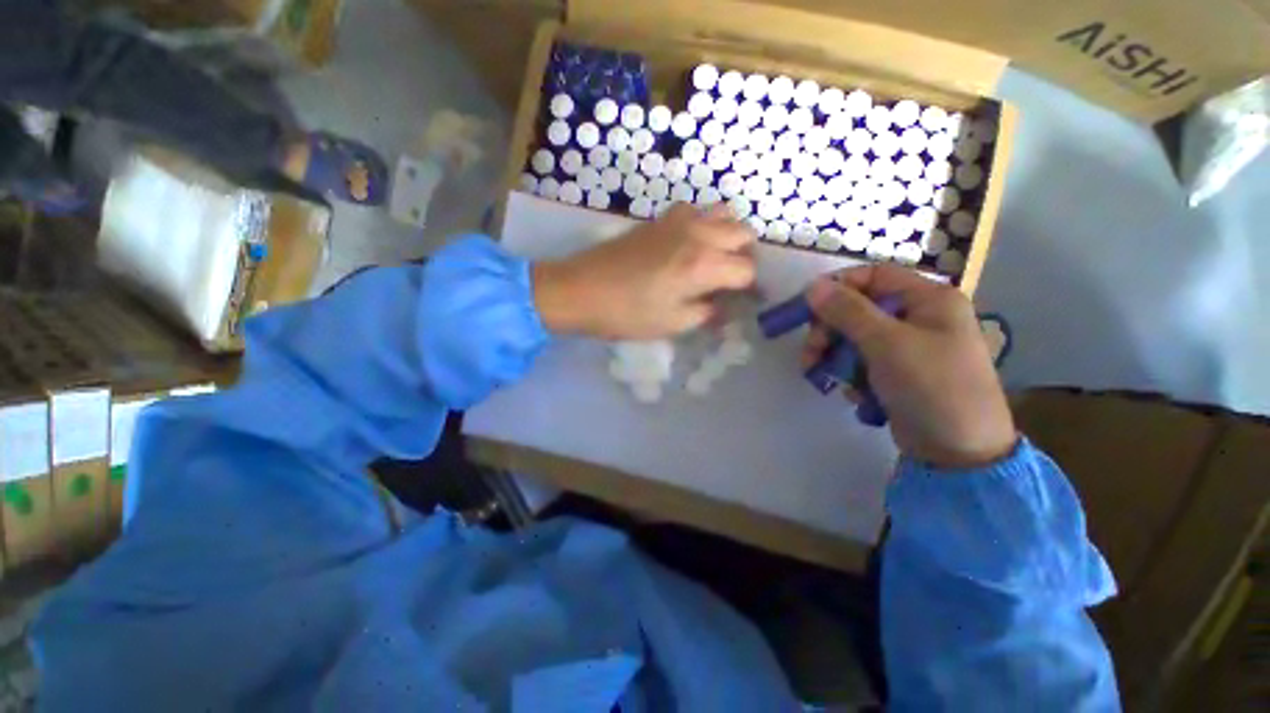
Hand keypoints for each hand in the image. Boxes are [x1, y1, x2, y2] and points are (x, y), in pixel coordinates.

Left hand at [533, 204, 756, 338]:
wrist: (580, 289)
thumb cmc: (627, 313)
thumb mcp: (673, 323)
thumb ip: (706, 312)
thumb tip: (722, 306)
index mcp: (704, 264)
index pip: (746, 270)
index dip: (751, 288)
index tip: (746, 302)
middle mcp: (698, 234)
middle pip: (743, 233)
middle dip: (745, 257)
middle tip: (731, 280)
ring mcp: (678, 220)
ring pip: (723, 213)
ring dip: (728, 234)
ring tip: (716, 258)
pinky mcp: (659, 219)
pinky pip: (696, 210)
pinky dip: (704, 224)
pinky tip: (690, 244)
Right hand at [803, 264, 1016, 468]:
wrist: (959, 453)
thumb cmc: (931, 387)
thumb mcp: (886, 344)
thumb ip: (848, 312)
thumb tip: (813, 286)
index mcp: (928, 299)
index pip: (874, 276)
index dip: (838, 287)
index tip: (808, 308)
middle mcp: (919, 318)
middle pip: (858, 310)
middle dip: (829, 331)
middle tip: (811, 353)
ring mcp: (908, 347)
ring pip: (855, 338)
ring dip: (834, 357)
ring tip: (824, 379)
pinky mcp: (897, 373)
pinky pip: (862, 362)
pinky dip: (851, 375)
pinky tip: (855, 394)